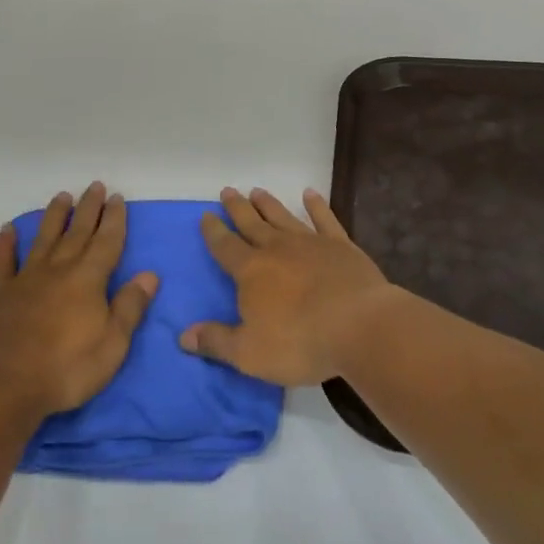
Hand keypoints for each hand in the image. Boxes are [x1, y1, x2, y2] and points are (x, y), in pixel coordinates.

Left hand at [0, 184, 156, 420]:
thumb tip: (149, 274)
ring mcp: (26, 278)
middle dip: (89, 208)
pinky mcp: (0, 293)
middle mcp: (58, 269)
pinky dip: (6, 243)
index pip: (106, 241)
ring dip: (54, 216)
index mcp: (88, 279)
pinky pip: (4, 261)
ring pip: (44, 238)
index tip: (117, 197)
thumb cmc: (67, 370)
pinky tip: (8, 229)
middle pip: (77, 232)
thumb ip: (130, 307)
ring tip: (62, 196)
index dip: (114, 219)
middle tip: (95, 185)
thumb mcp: (112, 345)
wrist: (5, 387)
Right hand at [180, 187, 395, 386]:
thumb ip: (216, 342)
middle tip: (227, 190)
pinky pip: (325, 219)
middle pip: (252, 224)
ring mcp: (311, 243)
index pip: (225, 247)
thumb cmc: (300, 342)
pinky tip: (311, 194)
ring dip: (269, 204)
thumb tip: (184, 336)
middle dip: (237, 208)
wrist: (359, 325)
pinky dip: (317, 206)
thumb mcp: (249, 353)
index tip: (206, 215)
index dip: (213, 232)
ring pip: (283, 217)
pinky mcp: (341, 246)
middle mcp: (277, 249)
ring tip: (257, 191)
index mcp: (251, 272)